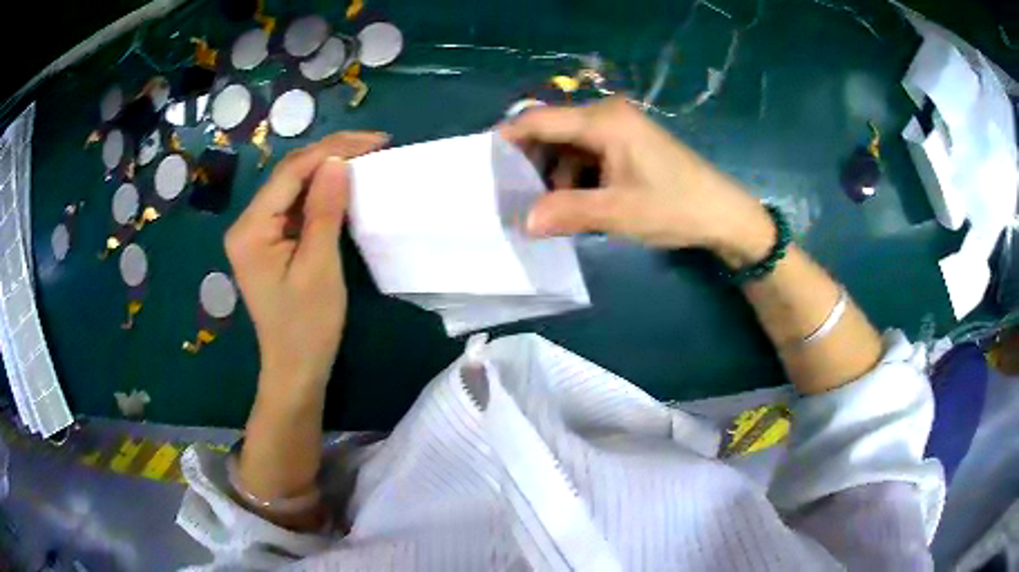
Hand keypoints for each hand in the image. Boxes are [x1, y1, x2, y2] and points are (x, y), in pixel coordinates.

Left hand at [226, 132, 387, 390]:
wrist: (295, 370)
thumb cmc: (307, 326)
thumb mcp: (319, 267)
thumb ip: (325, 211)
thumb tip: (338, 161)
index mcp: (251, 229)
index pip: (291, 172)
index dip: (332, 149)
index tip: (375, 141)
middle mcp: (247, 223)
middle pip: (289, 174)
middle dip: (331, 153)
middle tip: (375, 144)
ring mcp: (256, 233)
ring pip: (293, 187)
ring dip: (327, 169)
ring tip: (365, 157)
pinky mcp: (269, 242)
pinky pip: (295, 206)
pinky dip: (320, 192)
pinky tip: (343, 184)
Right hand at [500, 98, 774, 267]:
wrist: (723, 214)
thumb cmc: (675, 207)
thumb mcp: (618, 213)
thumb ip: (567, 212)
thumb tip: (523, 221)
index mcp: (603, 121)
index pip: (540, 119)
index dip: (508, 139)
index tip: (483, 165)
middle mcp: (607, 115)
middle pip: (552, 131)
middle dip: (531, 162)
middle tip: (513, 197)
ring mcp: (618, 129)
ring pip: (567, 146)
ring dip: (553, 175)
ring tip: (545, 208)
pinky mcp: (626, 145)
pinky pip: (586, 155)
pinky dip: (574, 177)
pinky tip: (574, 203)